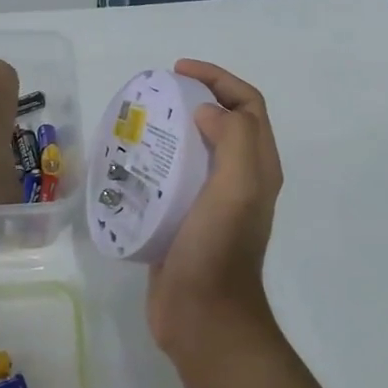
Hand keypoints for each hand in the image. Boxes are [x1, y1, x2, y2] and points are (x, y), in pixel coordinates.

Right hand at [147, 60, 282, 358]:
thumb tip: (206, 111)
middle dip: (194, 98)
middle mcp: (240, 179)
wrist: (202, 317)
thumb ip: (233, 139)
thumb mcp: (237, 187)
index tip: (179, 70)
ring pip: (196, 149)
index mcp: (258, 167)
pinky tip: (129, 162)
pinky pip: (173, 178)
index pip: (247, 105)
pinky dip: (155, 161)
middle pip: (223, 122)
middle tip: (156, 92)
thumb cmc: (218, 250)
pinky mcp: (184, 220)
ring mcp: (211, 202)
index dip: (218, 79)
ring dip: (172, 128)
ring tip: (138, 121)